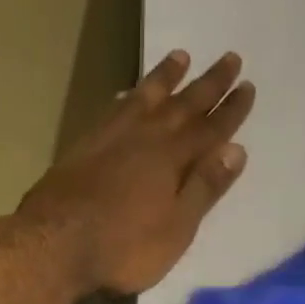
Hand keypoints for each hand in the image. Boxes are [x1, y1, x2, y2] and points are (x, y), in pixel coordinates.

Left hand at [17, 49, 255, 295]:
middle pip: (184, 104)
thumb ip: (204, 188)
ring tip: (181, 57)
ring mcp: (111, 138)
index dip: (231, 110)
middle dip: (209, 83)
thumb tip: (236, 150)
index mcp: (174, 158)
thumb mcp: (176, 228)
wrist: (55, 243)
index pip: (211, 129)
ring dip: (166, 78)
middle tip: (230, 57)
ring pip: (145, 97)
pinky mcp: (83, 147)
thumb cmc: (124, 246)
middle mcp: (146, 137)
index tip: (248, 86)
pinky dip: (126, 98)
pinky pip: (112, 110)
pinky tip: (126, 94)